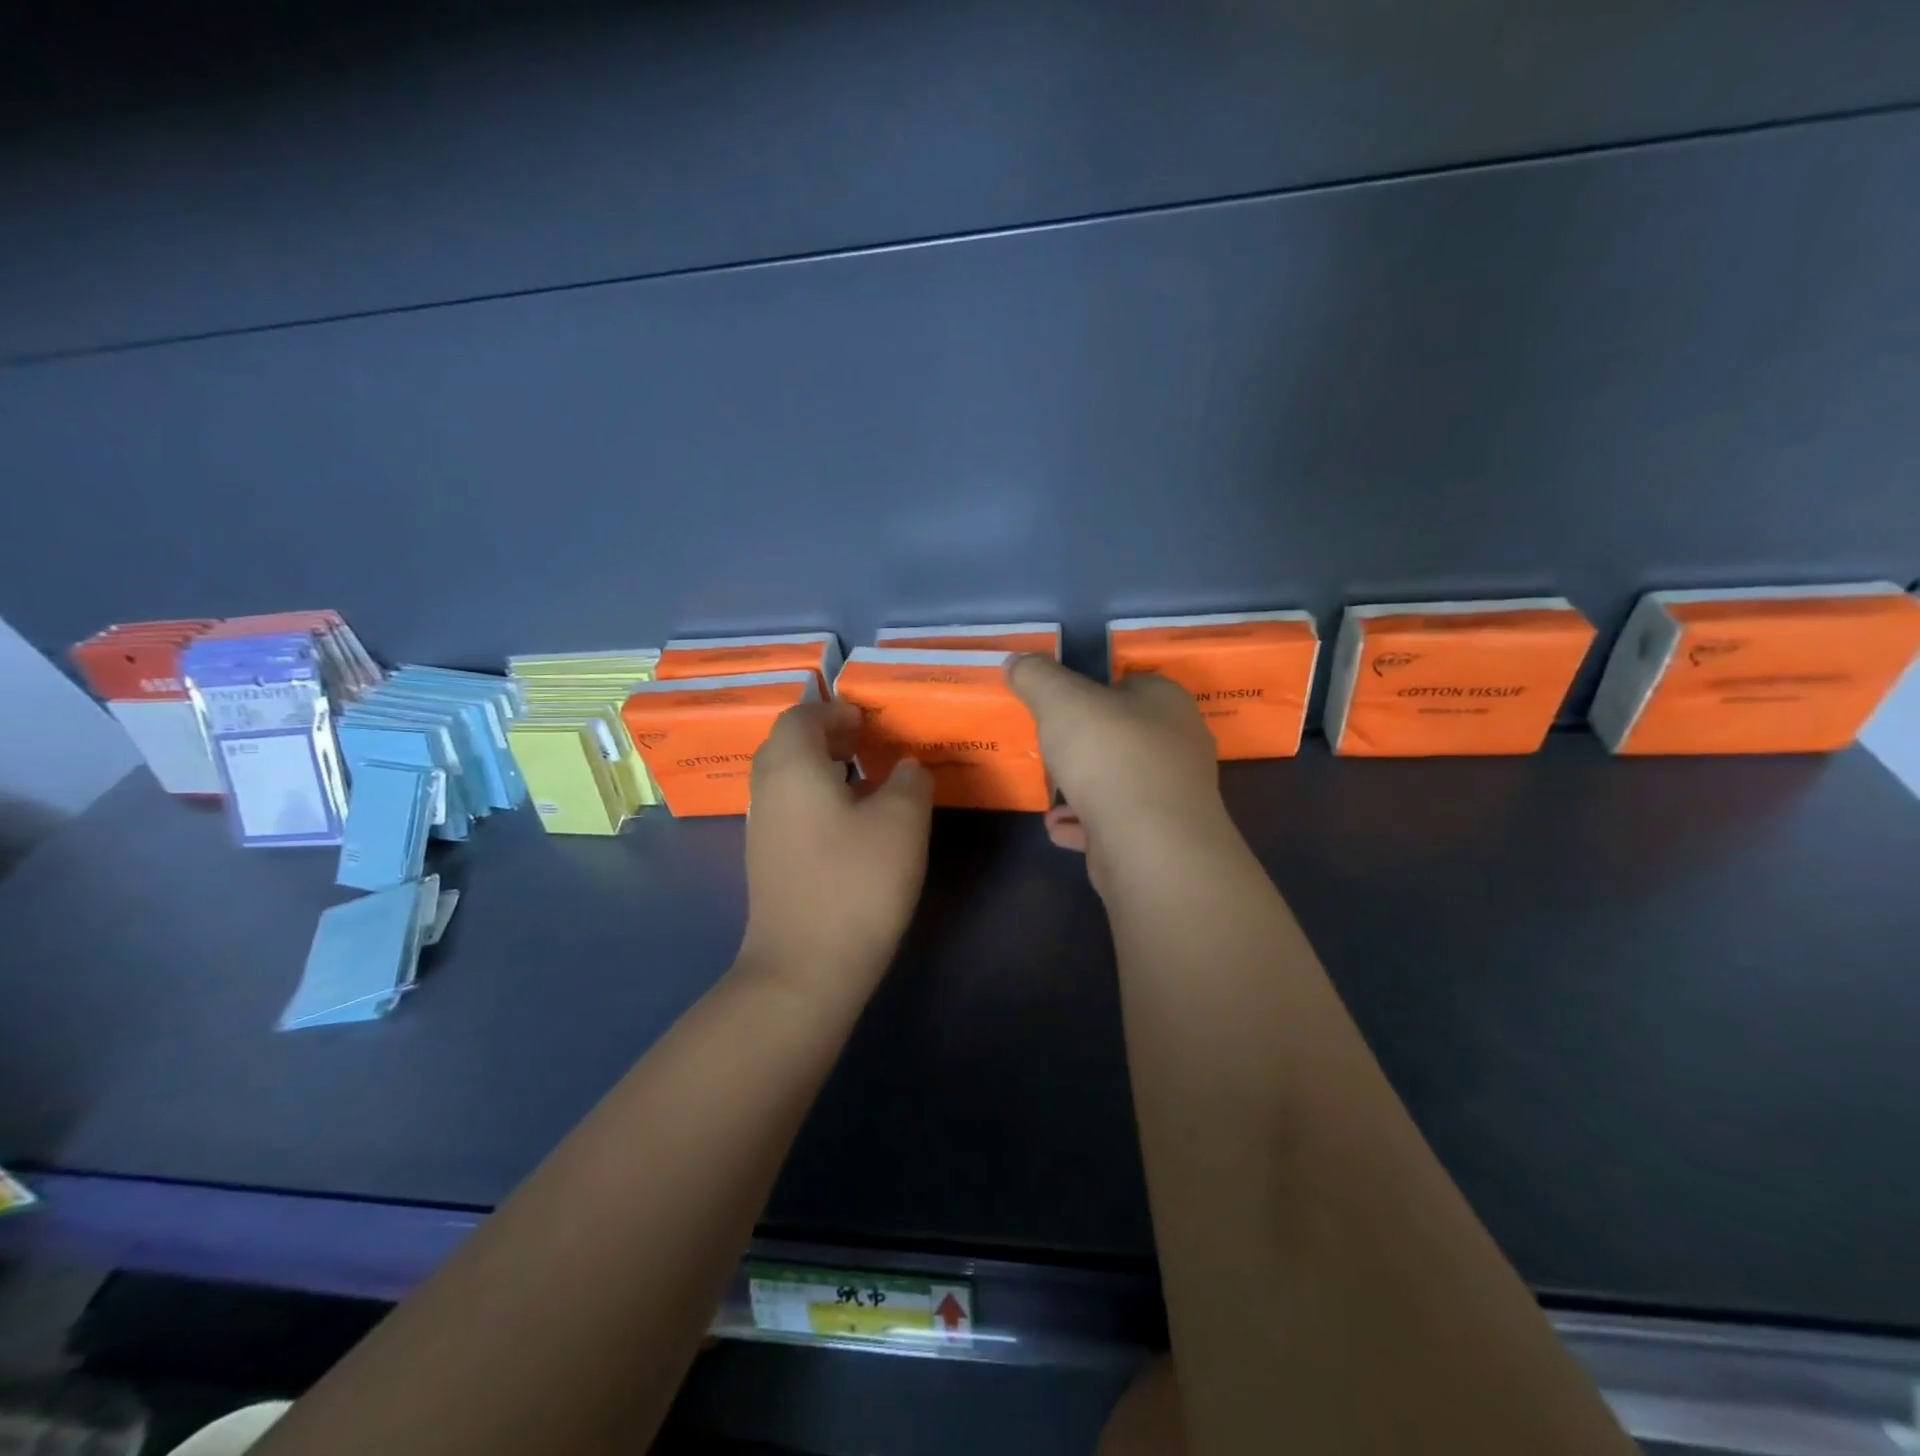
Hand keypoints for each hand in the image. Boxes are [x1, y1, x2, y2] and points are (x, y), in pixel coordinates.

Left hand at [739, 701, 933, 996]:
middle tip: (866, 741)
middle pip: (786, 744)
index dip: (834, 710)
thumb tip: (907, 766)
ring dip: (820, 767)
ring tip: (864, 778)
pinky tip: (849, 822)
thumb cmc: (856, 882)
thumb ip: (910, 781)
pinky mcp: (766, 860)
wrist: (804, 967)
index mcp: (792, 767)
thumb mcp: (902, 823)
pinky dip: (814, 797)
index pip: (800, 715)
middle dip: (825, 735)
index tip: (868, 719)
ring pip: (785, 778)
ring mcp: (761, 828)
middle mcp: (766, 790)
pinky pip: (787, 807)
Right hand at [1007, 655, 1230, 891]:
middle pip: (1122, 734)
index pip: (1128, 683)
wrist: (1148, 844)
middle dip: (1084, 743)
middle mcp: (1177, 743)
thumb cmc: (1109, 755)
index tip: (1057, 705)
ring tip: (1047, 789)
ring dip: (1081, 786)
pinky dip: (1084, 822)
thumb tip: (1017, 661)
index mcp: (1165, 701)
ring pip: (1118, 780)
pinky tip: (1056, 826)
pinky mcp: (1158, 836)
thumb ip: (1037, 677)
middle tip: (1048, 746)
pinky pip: (1113, 821)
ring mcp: (1171, 793)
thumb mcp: (1061, 700)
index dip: (1091, 690)